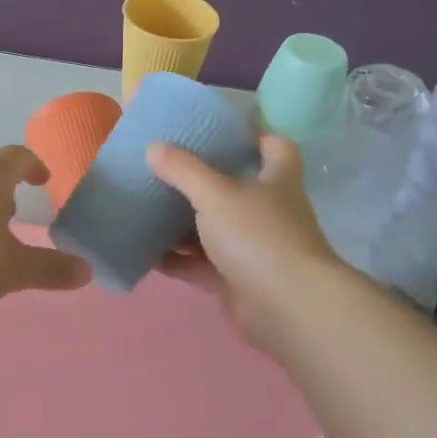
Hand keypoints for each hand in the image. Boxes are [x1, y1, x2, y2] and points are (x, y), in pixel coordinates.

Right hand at [146, 134, 345, 350]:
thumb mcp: (216, 194)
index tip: (220, 128)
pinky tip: (147, 253)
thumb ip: (184, 171)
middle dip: (204, 180)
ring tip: (148, 208)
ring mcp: (254, 248)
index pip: (274, 146)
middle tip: (167, 167)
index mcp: (276, 180)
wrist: (288, 309)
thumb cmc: (259, 236)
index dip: (254, 134)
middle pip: (237, 188)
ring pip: (215, 229)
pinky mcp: (237, 281)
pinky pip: (201, 265)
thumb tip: (153, 147)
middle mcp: (268, 211)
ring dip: (185, 223)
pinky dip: (178, 260)